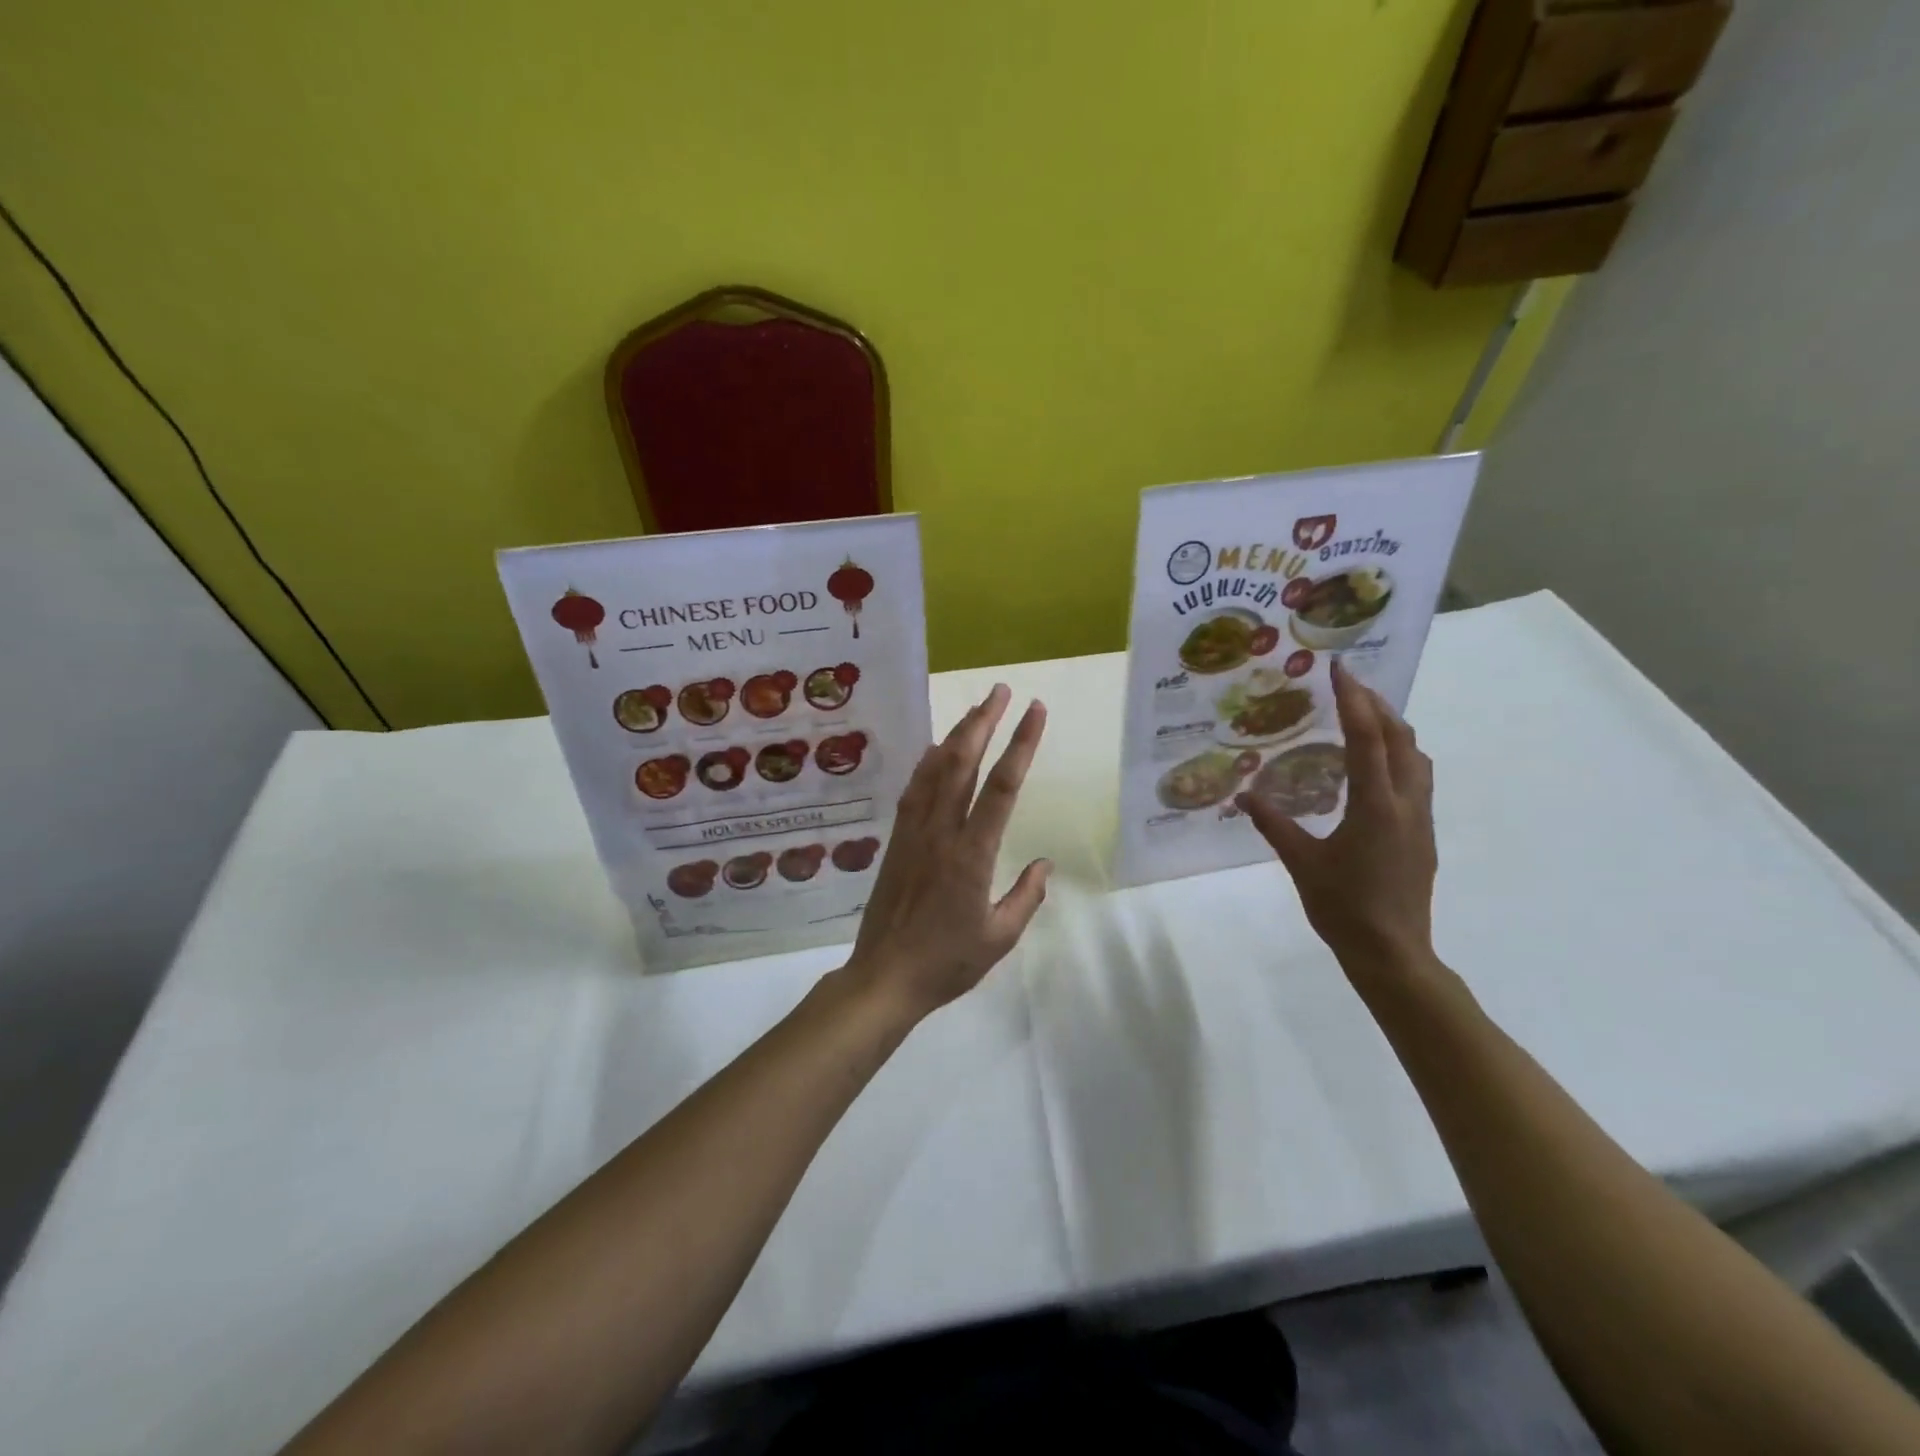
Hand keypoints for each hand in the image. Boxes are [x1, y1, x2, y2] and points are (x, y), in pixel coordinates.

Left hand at [845, 684, 1051, 1022]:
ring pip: (935, 770)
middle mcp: (942, 832)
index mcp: (972, 853)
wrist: (883, 977)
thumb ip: (1026, 897)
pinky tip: (934, 749)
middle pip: (963, 763)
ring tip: (975, 709)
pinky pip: (913, 790)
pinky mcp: (897, 840)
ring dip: (956, 734)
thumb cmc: (946, 963)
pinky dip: (926, 763)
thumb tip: (1044, 864)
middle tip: (1001, 691)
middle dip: (983, 721)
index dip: (1021, 744)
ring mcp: (914, 833)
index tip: (1035, 711)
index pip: (1003, 786)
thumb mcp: (999, 938)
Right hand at [1238, 659, 1436, 970]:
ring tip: (1364, 718)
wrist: (1393, 953)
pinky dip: (1398, 756)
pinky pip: (1417, 779)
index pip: (1368, 738)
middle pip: (1401, 739)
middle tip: (1349, 687)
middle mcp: (1406, 803)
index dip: (1354, 700)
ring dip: (1394, 729)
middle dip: (1378, 706)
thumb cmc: (1343, 907)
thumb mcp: (1301, 863)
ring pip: (1416, 758)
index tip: (1341, 670)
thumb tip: (1243, 795)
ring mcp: (1421, 819)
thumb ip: (1273, 824)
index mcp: (1375, 806)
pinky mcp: (1423, 834)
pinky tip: (1373, 767)